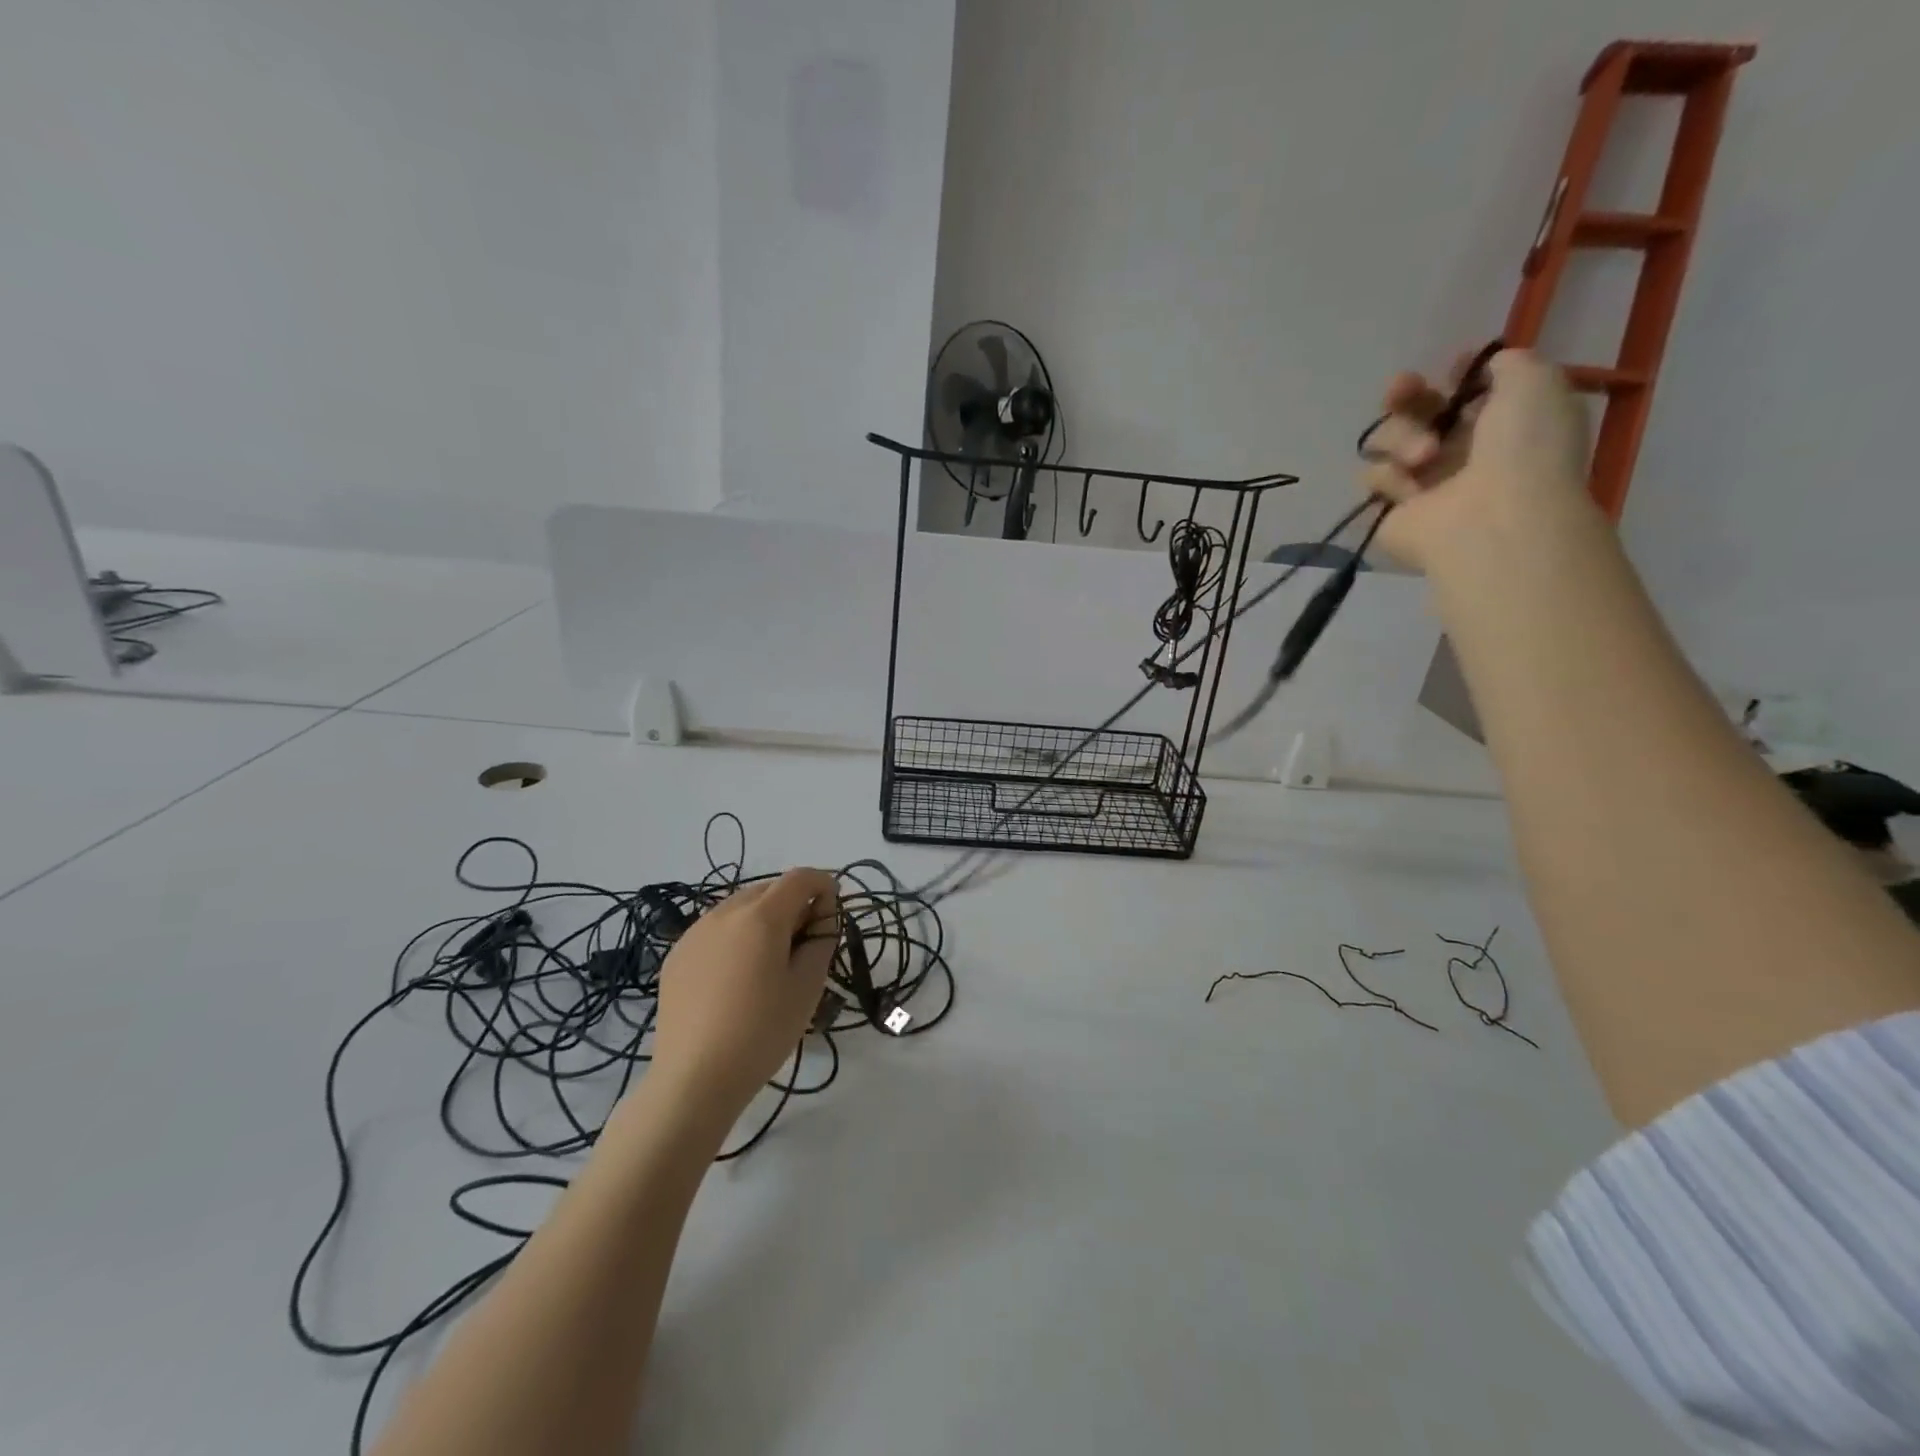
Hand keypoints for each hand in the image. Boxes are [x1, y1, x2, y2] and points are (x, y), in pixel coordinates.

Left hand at [648, 868, 840, 1128]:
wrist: (694, 1079)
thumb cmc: (762, 1031)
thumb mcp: (808, 986)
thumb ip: (822, 939)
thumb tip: (822, 914)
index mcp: (761, 916)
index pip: (800, 878)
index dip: (823, 886)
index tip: (831, 916)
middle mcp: (725, 912)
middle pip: (769, 890)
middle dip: (793, 904)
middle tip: (804, 944)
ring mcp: (695, 932)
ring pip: (740, 908)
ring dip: (763, 920)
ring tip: (769, 962)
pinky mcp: (676, 955)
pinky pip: (715, 930)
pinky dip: (735, 938)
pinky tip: (736, 979)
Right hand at [1359, 348, 1594, 572]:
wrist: (1491, 518)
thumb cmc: (1522, 448)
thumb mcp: (1535, 382)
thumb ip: (1508, 363)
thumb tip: (1484, 367)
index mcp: (1499, 422)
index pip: (1462, 391)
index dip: (1453, 374)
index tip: (1451, 367)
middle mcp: (1458, 451)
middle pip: (1414, 410)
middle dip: (1405, 395)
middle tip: (1400, 390)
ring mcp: (1421, 482)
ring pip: (1387, 440)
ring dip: (1401, 438)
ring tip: (1425, 456)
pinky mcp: (1388, 509)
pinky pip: (1373, 477)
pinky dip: (1389, 476)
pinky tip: (1410, 488)